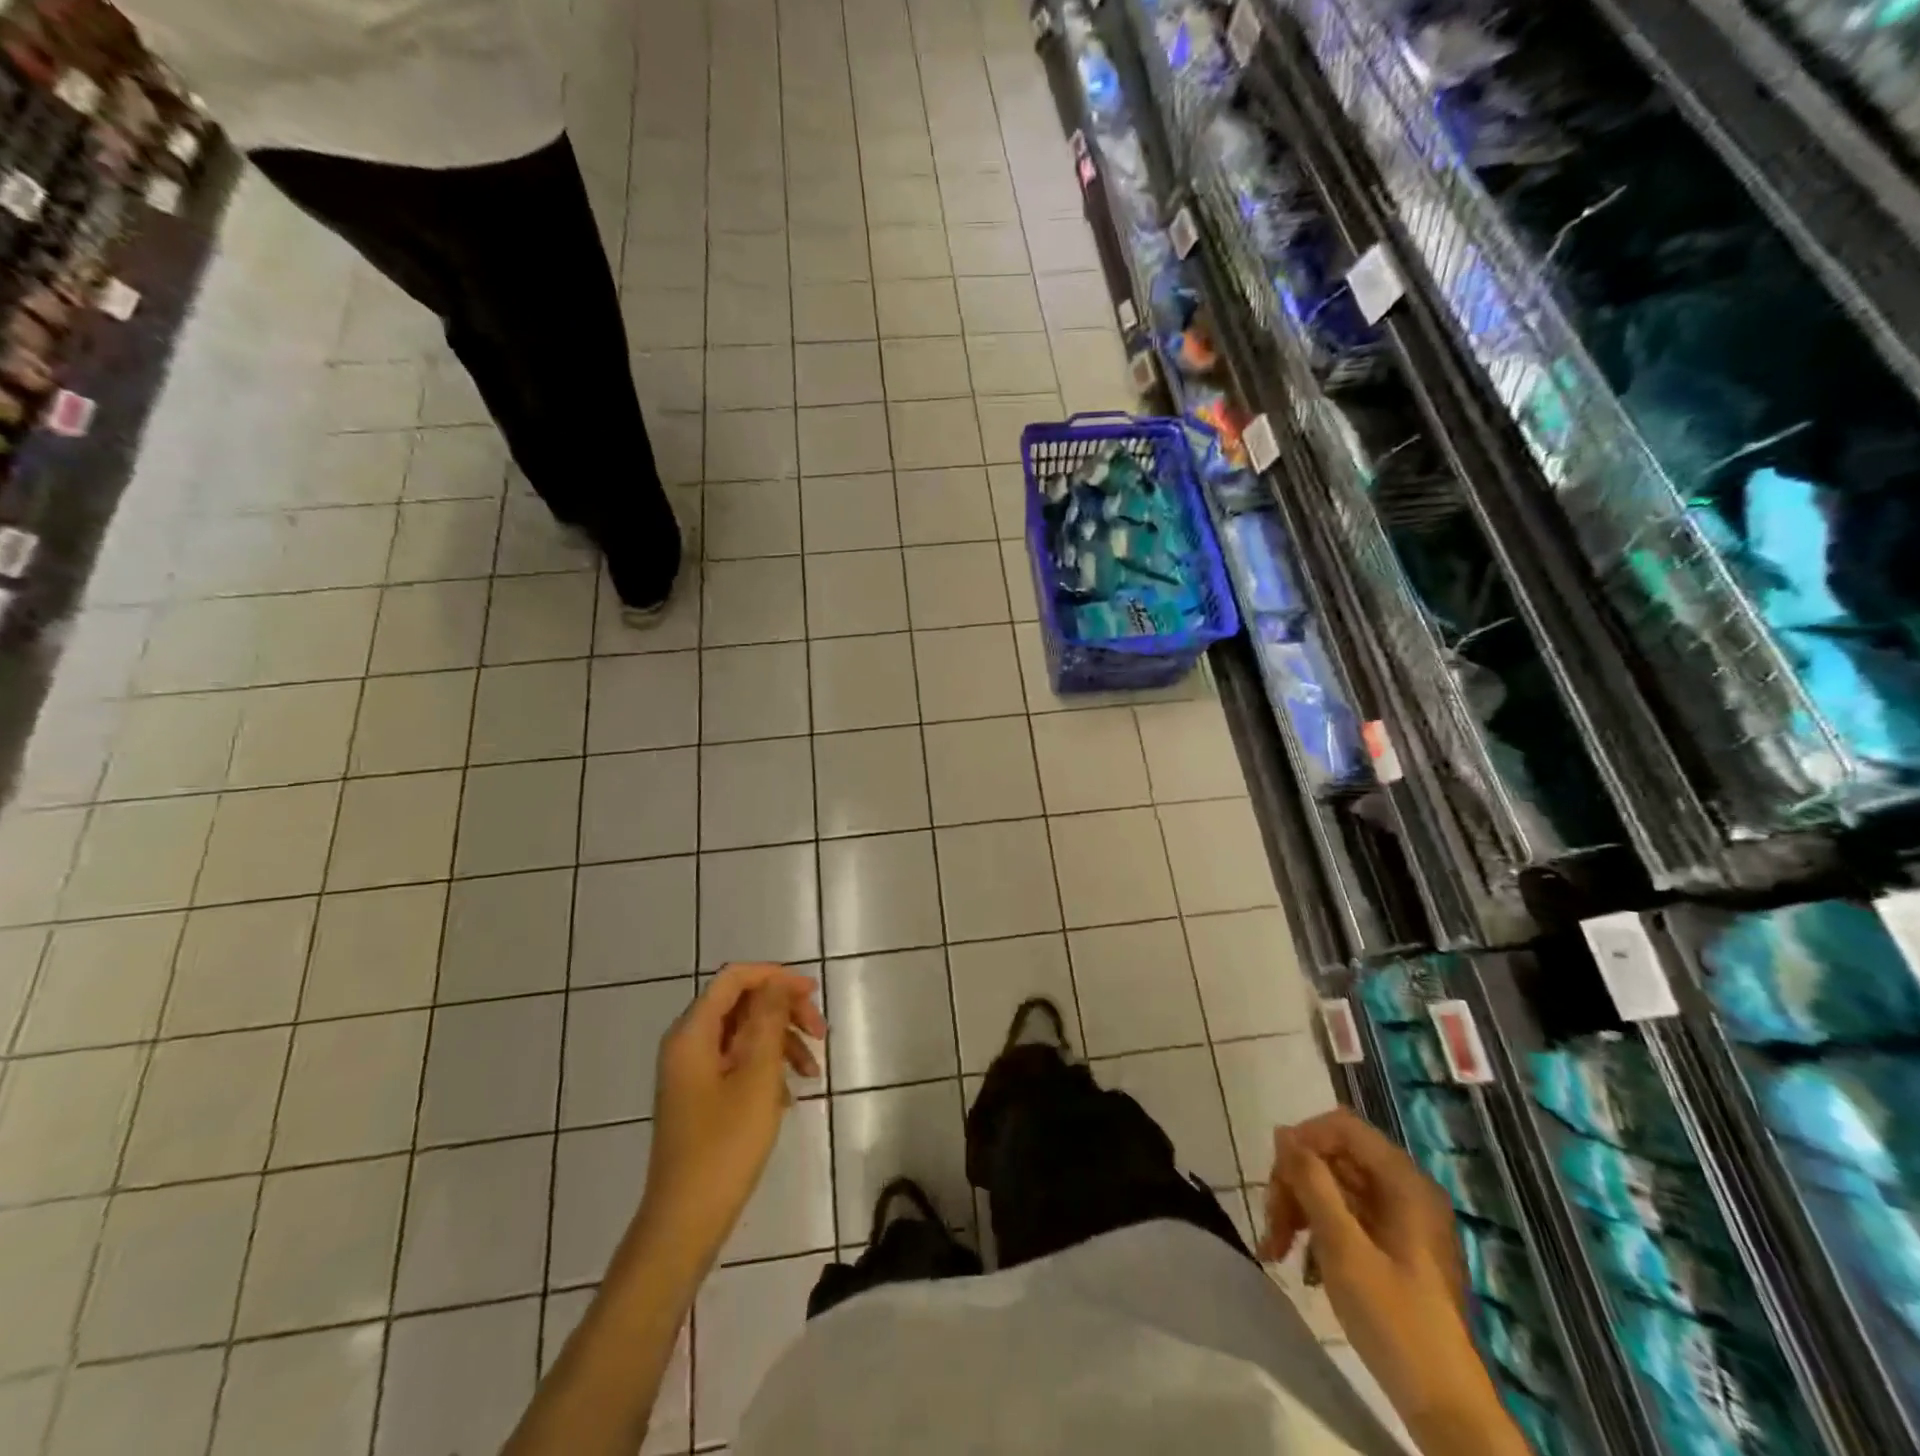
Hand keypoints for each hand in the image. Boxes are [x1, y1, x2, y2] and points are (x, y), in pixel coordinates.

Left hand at [639, 963, 826, 1264]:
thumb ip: (768, 1020)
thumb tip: (776, 982)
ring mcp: (692, 1072)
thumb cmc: (725, 1146)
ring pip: (743, 1034)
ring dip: (782, 1043)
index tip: (813, 994)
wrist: (685, 1221)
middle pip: (741, 1004)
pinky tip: (789, 1096)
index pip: (735, 978)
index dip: (775, 977)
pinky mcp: (700, 1096)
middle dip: (784, 1013)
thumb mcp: (757, 1076)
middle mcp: (687, 1044)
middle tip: (821, 1035)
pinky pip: (737, 1063)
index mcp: (693, 1033)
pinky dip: (766, 1068)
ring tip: (813, 1073)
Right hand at [1261, 1110, 1506, 1442]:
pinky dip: (1317, 1232)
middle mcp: (1405, 1191)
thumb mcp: (1344, 1249)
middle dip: (1295, 1186)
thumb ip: (1312, 1183)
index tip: (1275, 1178)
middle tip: (1271, 1228)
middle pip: (1333, 1158)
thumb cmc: (1395, 1323)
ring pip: (1333, 1187)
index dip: (1303, 1141)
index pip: (1342, 1127)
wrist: (1446, 1411)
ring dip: (1299, 1211)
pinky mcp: (1394, 1248)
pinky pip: (1345, 1217)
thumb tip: (1283, 1134)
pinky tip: (1300, 1266)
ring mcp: (1401, 1221)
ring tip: (1275, 1251)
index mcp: (1404, 1183)